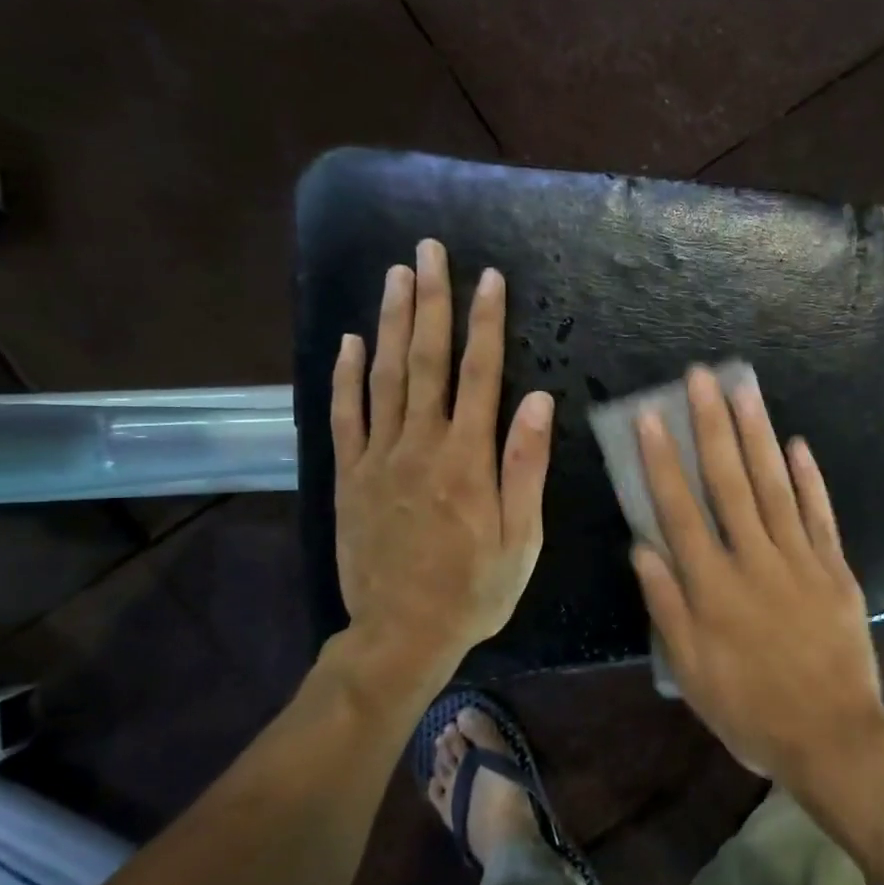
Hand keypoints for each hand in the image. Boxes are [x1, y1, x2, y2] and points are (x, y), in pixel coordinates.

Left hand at [330, 239, 552, 690]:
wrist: (402, 634)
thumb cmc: (476, 588)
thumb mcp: (522, 537)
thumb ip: (527, 466)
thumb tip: (539, 400)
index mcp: (467, 459)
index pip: (479, 374)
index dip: (484, 323)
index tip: (489, 278)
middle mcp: (420, 445)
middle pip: (425, 360)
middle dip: (431, 301)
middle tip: (430, 251)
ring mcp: (378, 458)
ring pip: (384, 376)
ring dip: (390, 321)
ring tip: (397, 274)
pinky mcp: (349, 477)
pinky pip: (344, 416)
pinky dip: (345, 375)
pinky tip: (350, 341)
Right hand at [630, 367, 883, 783]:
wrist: (831, 736)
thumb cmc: (750, 710)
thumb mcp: (691, 671)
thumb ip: (667, 605)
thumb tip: (643, 547)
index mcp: (713, 586)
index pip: (680, 510)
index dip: (663, 462)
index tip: (652, 418)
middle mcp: (755, 560)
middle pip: (729, 482)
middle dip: (712, 426)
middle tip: (700, 378)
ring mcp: (801, 560)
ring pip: (774, 486)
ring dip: (758, 435)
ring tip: (744, 390)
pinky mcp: (836, 568)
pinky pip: (820, 514)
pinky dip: (809, 478)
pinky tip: (797, 444)